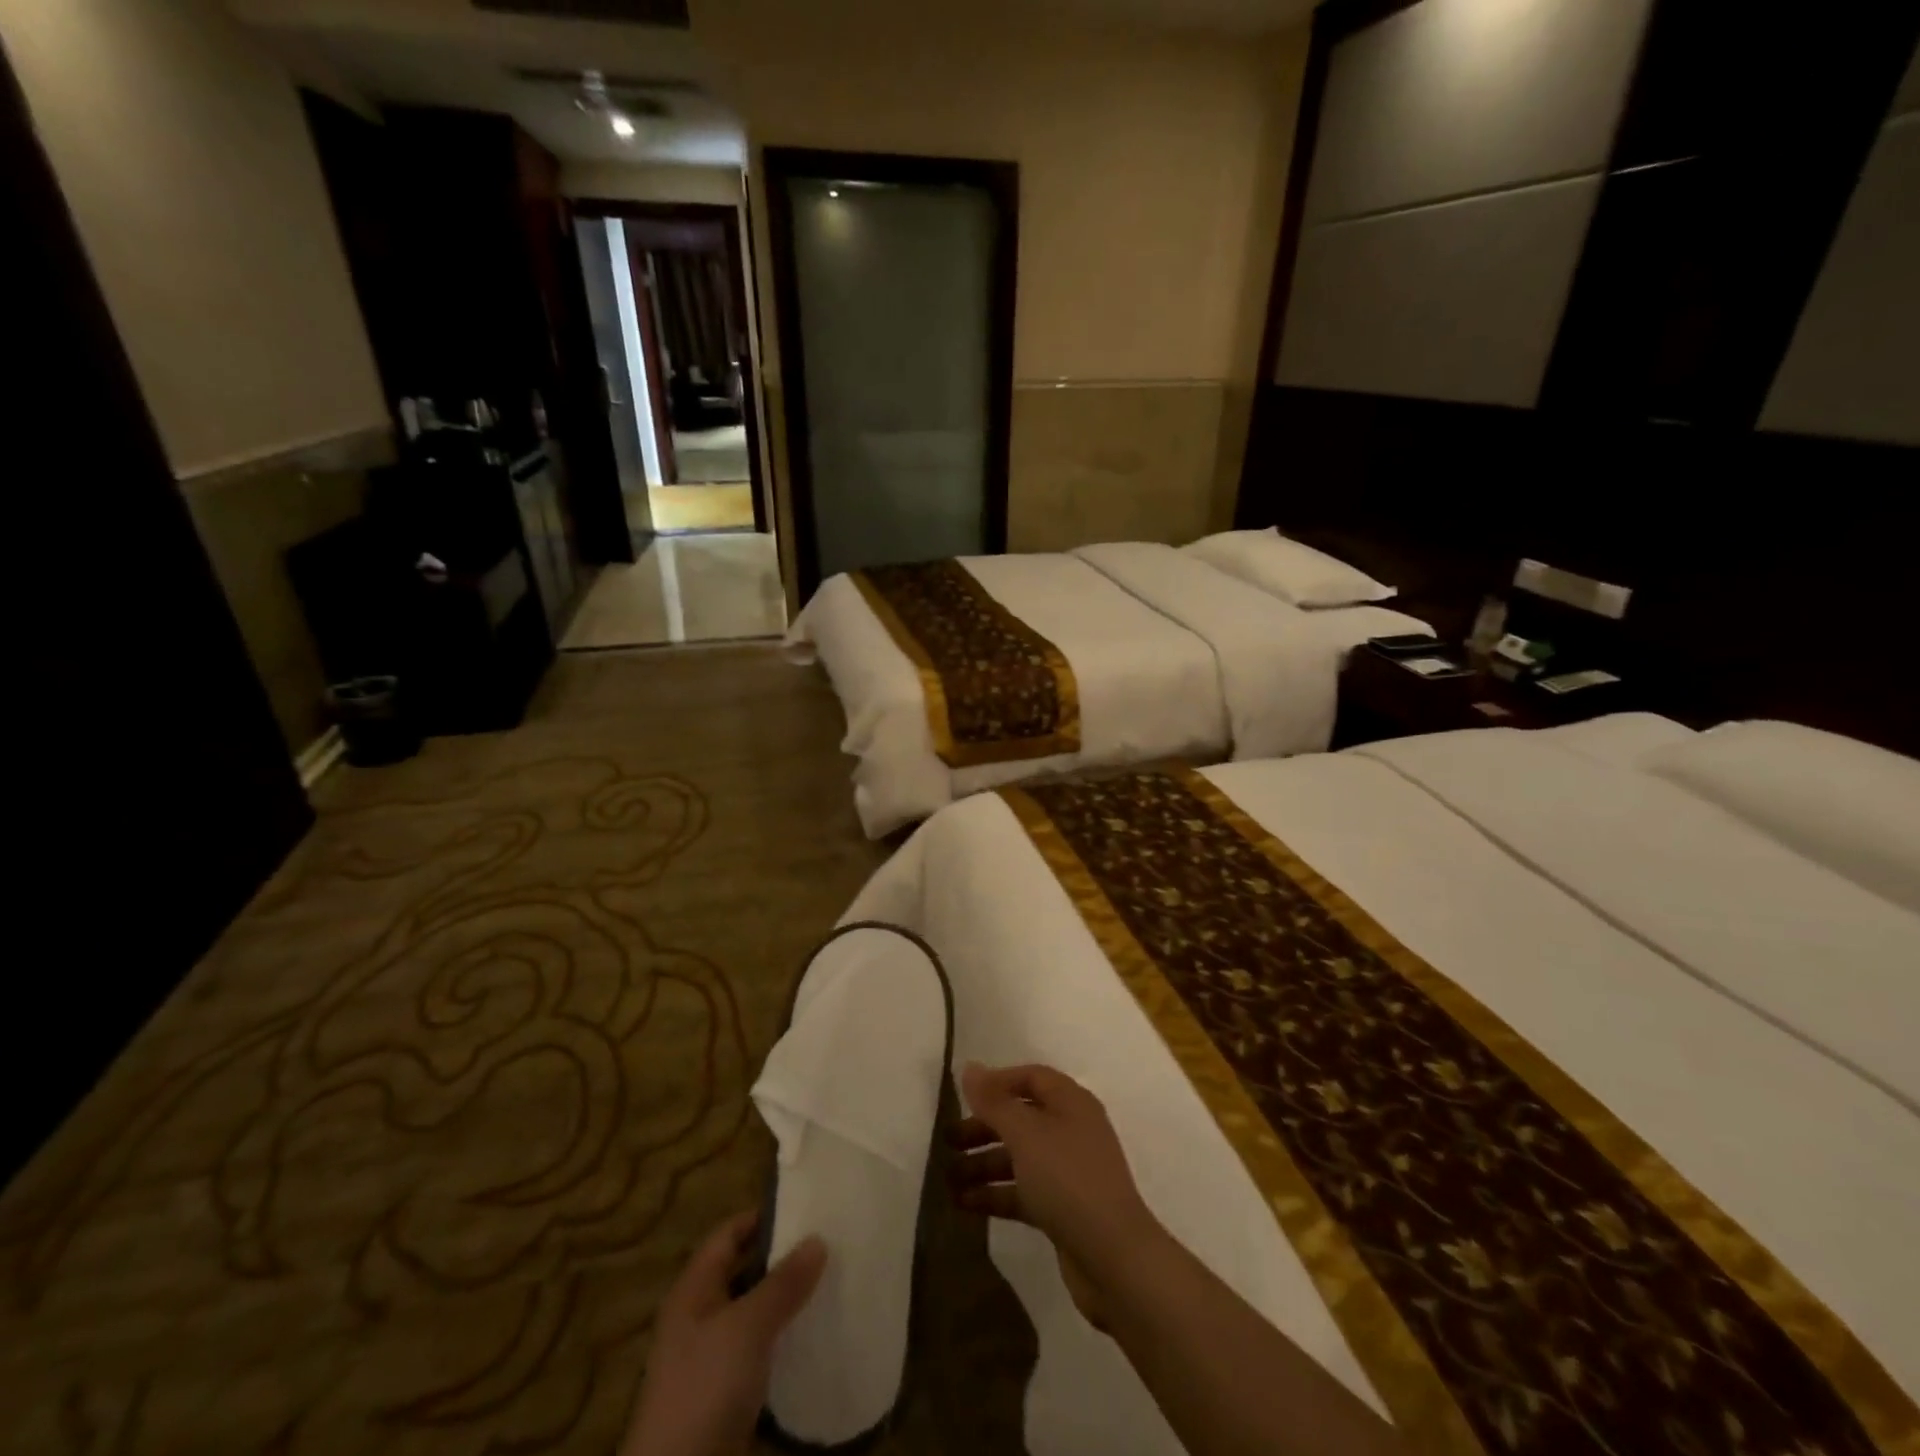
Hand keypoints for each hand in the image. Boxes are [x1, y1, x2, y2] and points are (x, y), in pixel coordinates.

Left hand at [619, 1211, 826, 1455]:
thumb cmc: (705, 1388)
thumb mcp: (747, 1327)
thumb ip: (783, 1283)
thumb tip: (818, 1238)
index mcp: (693, 1290)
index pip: (729, 1234)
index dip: (763, 1217)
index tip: (806, 1208)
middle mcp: (699, 1317)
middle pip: (744, 1272)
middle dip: (782, 1260)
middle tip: (827, 1243)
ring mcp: (711, 1359)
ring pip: (755, 1314)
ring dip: (786, 1302)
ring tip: (830, 1284)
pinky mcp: (726, 1394)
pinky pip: (760, 1352)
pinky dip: (784, 1341)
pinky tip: (815, 1337)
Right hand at [948, 1062, 1165, 1331]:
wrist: (1114, 1259)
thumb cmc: (1067, 1179)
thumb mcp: (1025, 1134)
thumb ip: (994, 1102)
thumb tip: (970, 1068)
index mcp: (1071, 1103)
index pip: (1031, 1078)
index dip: (997, 1083)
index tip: (963, 1096)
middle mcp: (1071, 1131)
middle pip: (1021, 1118)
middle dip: (983, 1128)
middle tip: (946, 1140)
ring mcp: (1069, 1172)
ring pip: (1019, 1158)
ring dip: (984, 1164)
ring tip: (946, 1178)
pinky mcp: (1063, 1209)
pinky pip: (1023, 1192)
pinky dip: (996, 1194)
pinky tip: (964, 1204)